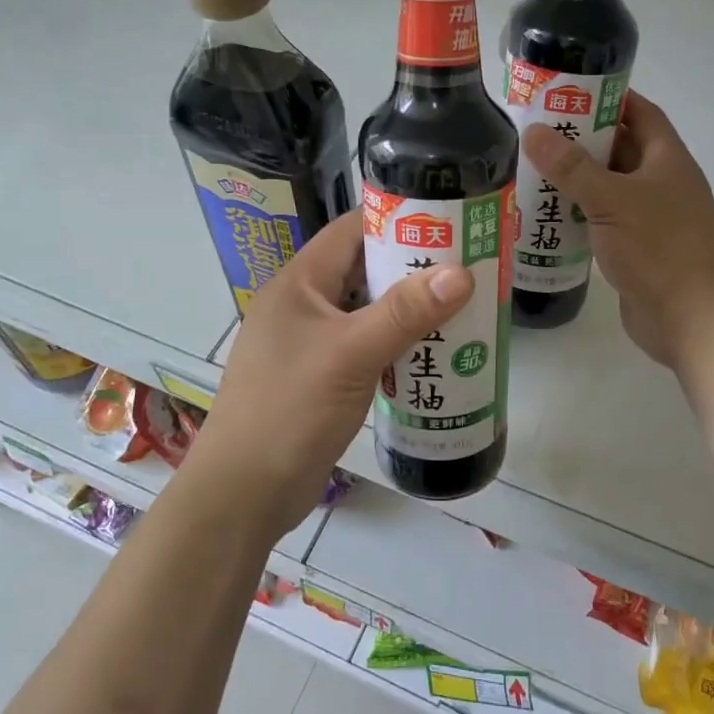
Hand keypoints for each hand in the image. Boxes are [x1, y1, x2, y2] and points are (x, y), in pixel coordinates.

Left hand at [189, 210, 473, 534]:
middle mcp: (304, 305)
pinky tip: (434, 352)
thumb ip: (404, 312)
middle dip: (413, 267)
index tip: (450, 220)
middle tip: (469, 265)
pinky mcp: (323, 377)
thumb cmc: (289, 410)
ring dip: (410, 309)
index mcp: (299, 283)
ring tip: (464, 305)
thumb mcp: (350, 354)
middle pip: (364, 270)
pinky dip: (398, 344)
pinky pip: (367, 346)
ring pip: (369, 311)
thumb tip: (461, 272)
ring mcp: (312, 343)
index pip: (352, 230)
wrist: (244, 494)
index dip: (398, 219)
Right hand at [523, 90, 713, 368]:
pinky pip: (603, 221)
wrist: (692, 320)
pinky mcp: (636, 250)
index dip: (609, 98)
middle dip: (581, 140)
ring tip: (530, 169)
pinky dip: (578, 214)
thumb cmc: (659, 248)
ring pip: (608, 188)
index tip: (568, 91)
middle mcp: (662, 184)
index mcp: (667, 160)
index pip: (640, 113)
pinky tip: (545, 215)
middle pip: (620, 149)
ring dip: (576, 180)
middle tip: (535, 131)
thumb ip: (571, 167)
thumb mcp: (611, 200)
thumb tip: (534, 131)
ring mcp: (650, 219)